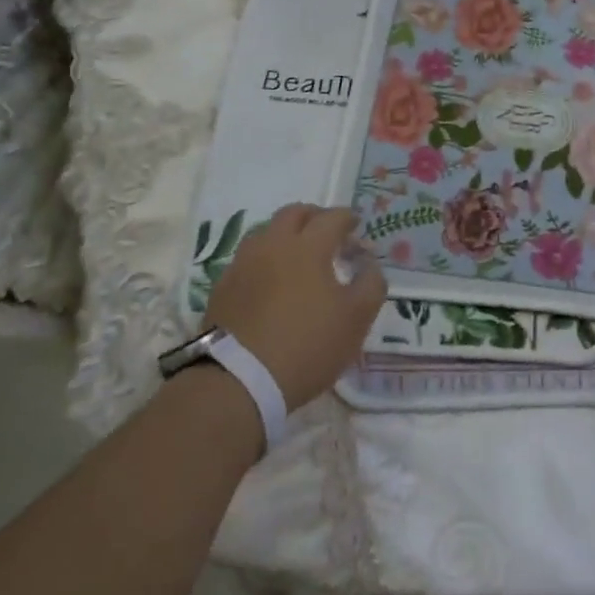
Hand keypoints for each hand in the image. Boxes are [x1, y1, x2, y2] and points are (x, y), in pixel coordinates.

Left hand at [203, 204, 386, 408]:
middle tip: (329, 234)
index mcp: (308, 246)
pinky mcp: (223, 288)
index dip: (348, 219)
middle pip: (294, 213)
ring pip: (266, 233)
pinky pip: (249, 259)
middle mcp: (272, 244)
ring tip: (299, 257)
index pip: (332, 217)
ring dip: (286, 236)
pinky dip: (266, 260)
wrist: (238, 382)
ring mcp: (243, 264)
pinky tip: (273, 282)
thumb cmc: (307, 345)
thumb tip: (368, 263)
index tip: (357, 227)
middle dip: (315, 217)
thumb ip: (371, 283)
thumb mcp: (356, 319)